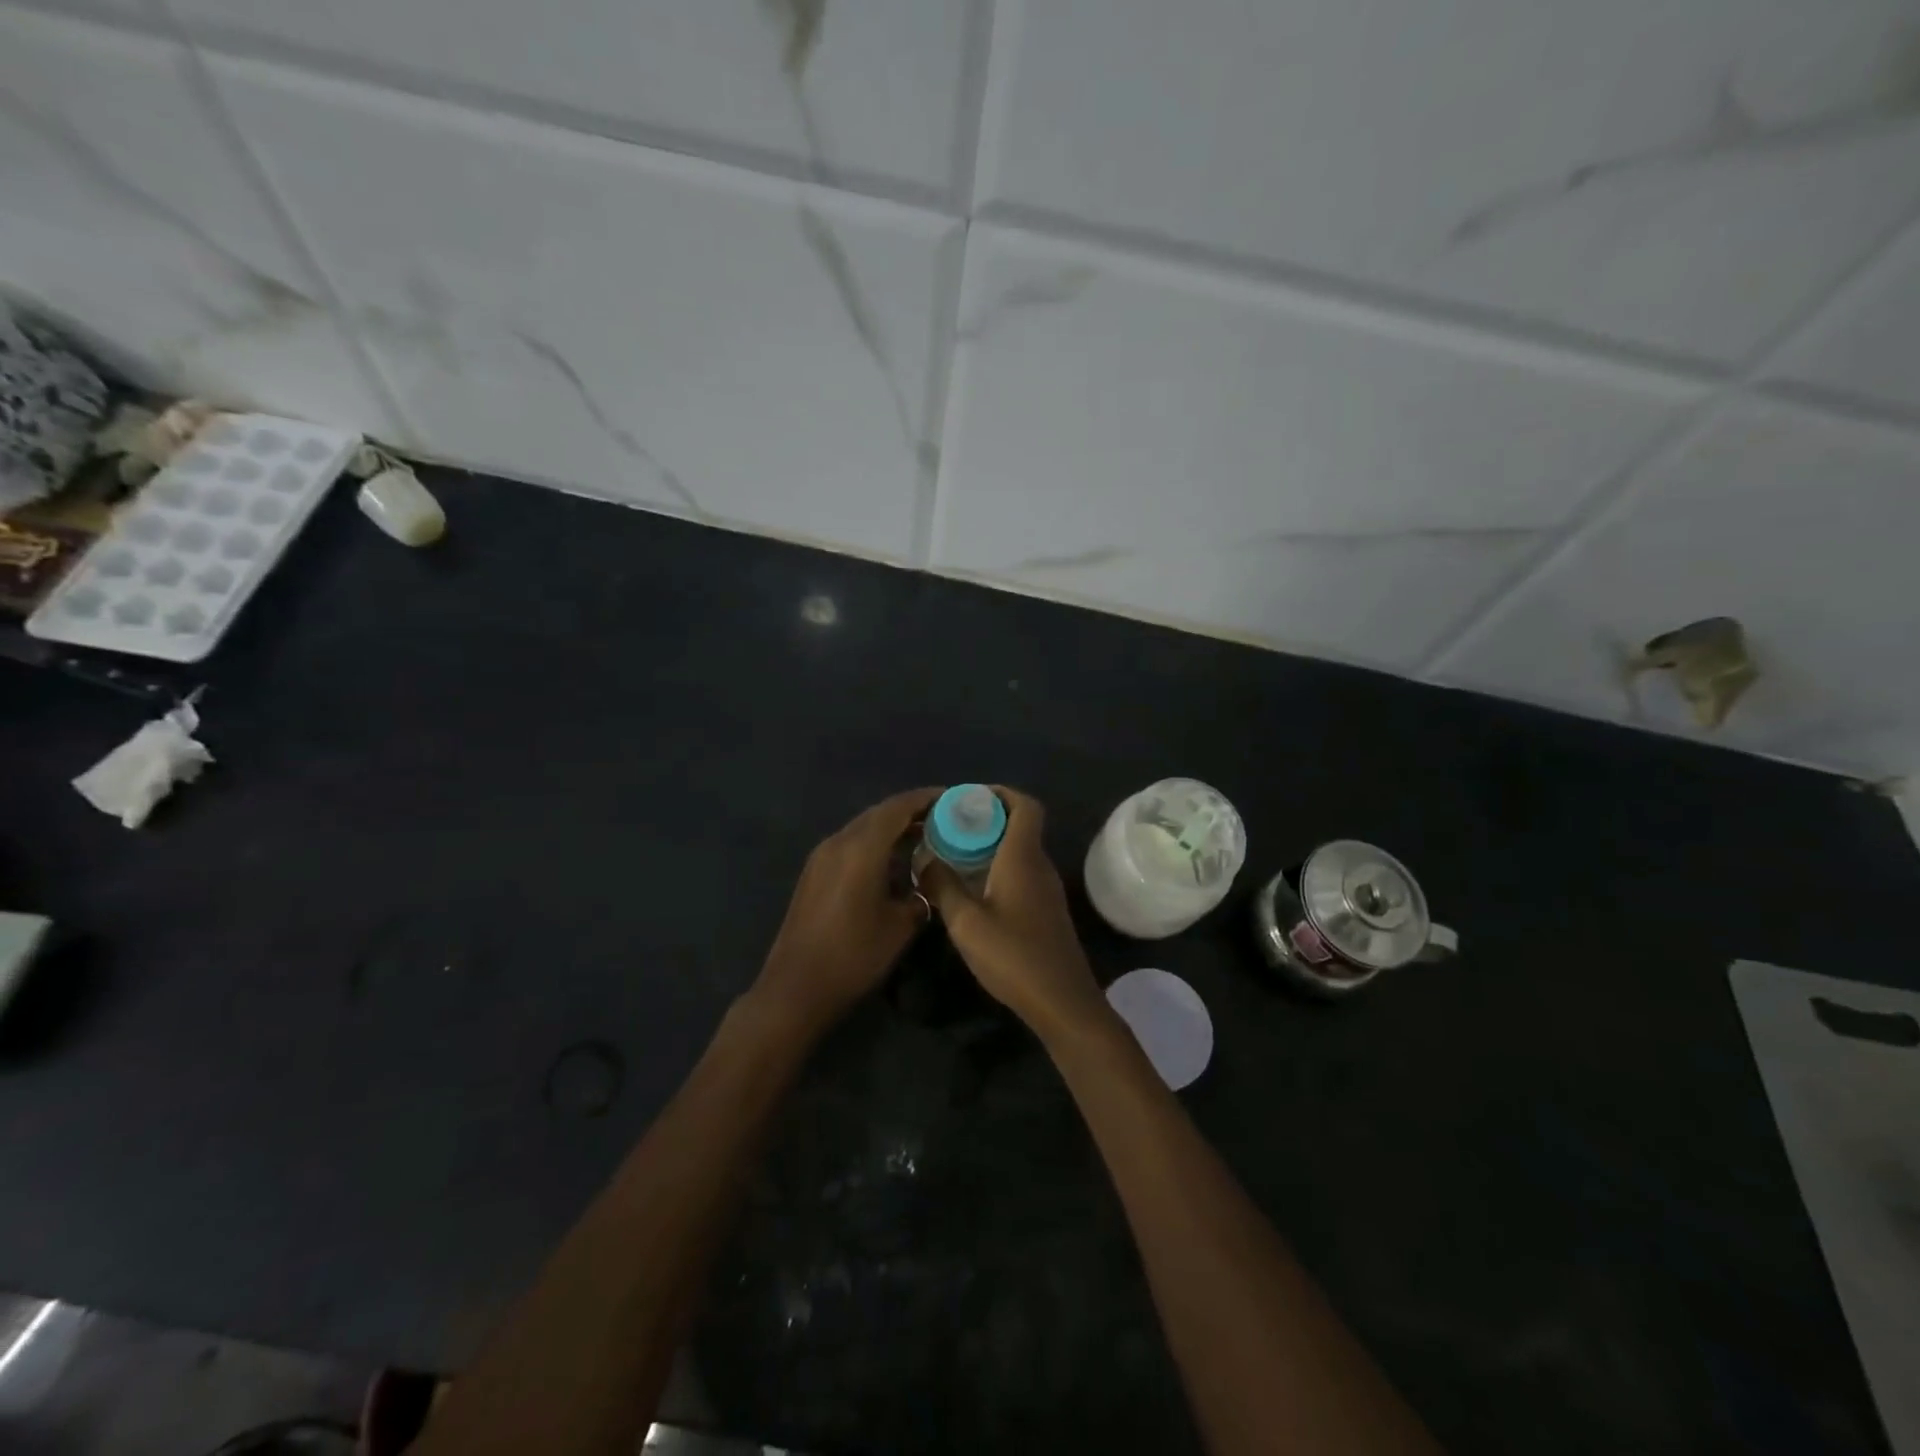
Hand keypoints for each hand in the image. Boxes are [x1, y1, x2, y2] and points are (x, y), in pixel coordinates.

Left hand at [752, 787, 940, 1033]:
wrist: (795, 988)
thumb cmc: (853, 956)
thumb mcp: (900, 927)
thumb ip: (922, 895)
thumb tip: (932, 881)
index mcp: (861, 848)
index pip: (897, 808)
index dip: (925, 799)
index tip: (951, 798)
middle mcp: (838, 842)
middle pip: (879, 814)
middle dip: (910, 812)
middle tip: (942, 819)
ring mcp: (821, 856)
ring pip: (862, 828)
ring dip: (891, 828)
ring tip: (923, 839)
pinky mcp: (813, 873)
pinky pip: (849, 844)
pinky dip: (874, 843)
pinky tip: (892, 862)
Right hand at [917, 788, 1109, 1041]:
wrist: (1061, 1001)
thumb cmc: (1014, 956)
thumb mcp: (966, 923)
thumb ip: (942, 886)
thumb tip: (924, 860)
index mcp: (1023, 858)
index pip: (1025, 806)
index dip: (1000, 793)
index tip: (968, 799)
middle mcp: (1039, 865)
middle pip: (1020, 825)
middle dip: (986, 819)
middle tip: (949, 827)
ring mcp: (1047, 889)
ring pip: (1019, 851)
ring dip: (991, 845)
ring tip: (954, 855)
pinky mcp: (1046, 910)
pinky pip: (1022, 873)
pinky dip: (998, 868)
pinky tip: (973, 889)